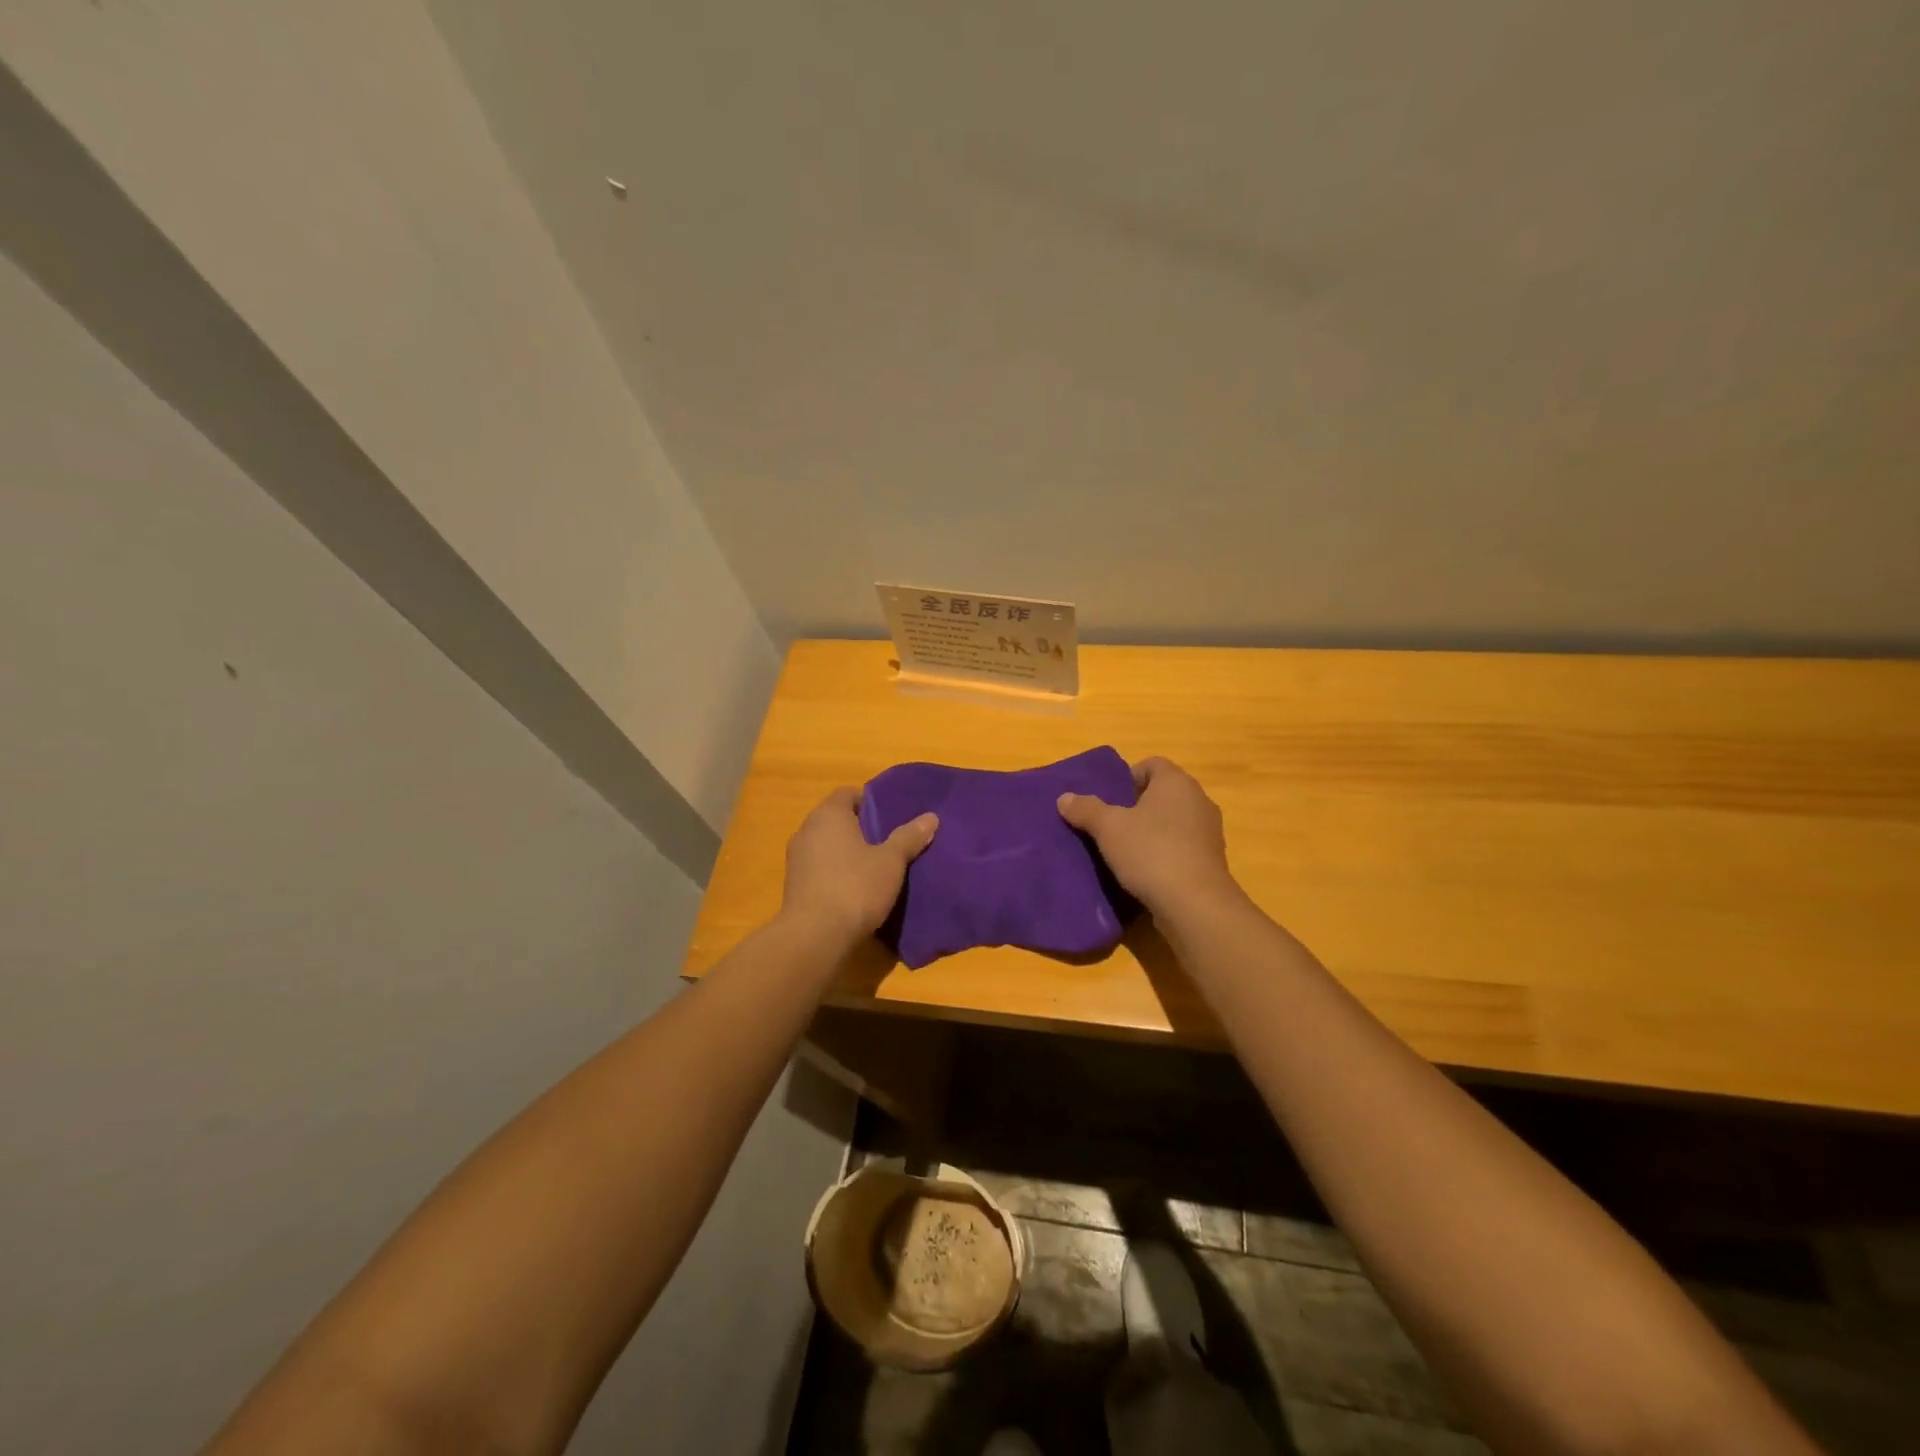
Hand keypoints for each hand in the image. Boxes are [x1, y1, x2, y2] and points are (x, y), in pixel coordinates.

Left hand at [781, 787, 937, 945]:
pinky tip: (855, 888)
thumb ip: (909, 837)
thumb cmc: (855, 887)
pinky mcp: (793, 885)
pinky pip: (819, 867)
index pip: (848, 793)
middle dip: (860, 828)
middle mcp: (806, 829)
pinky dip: (835, 872)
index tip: (891, 817)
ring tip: (875, 866)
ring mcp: (796, 858)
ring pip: (826, 845)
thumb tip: (931, 817)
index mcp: (828, 814)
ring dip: (846, 852)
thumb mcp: (891, 861)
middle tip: (888, 841)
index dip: (870, 802)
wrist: (815, 936)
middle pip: (836, 819)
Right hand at [1057, 757, 1238, 915]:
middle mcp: (1198, 800)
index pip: (1152, 764)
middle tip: (1110, 824)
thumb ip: (1086, 809)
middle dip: (1136, 806)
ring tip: (1124, 851)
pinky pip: (1182, 847)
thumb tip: (1064, 798)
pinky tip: (1145, 872)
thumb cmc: (1151, 852)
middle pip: (1162, 794)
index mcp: (1176, 782)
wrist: (1195, 904)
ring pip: (1173, 822)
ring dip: (1151, 832)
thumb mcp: (1108, 828)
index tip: (1109, 798)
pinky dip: (1165, 854)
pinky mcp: (1212, 861)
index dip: (1128, 777)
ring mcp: (1209, 832)